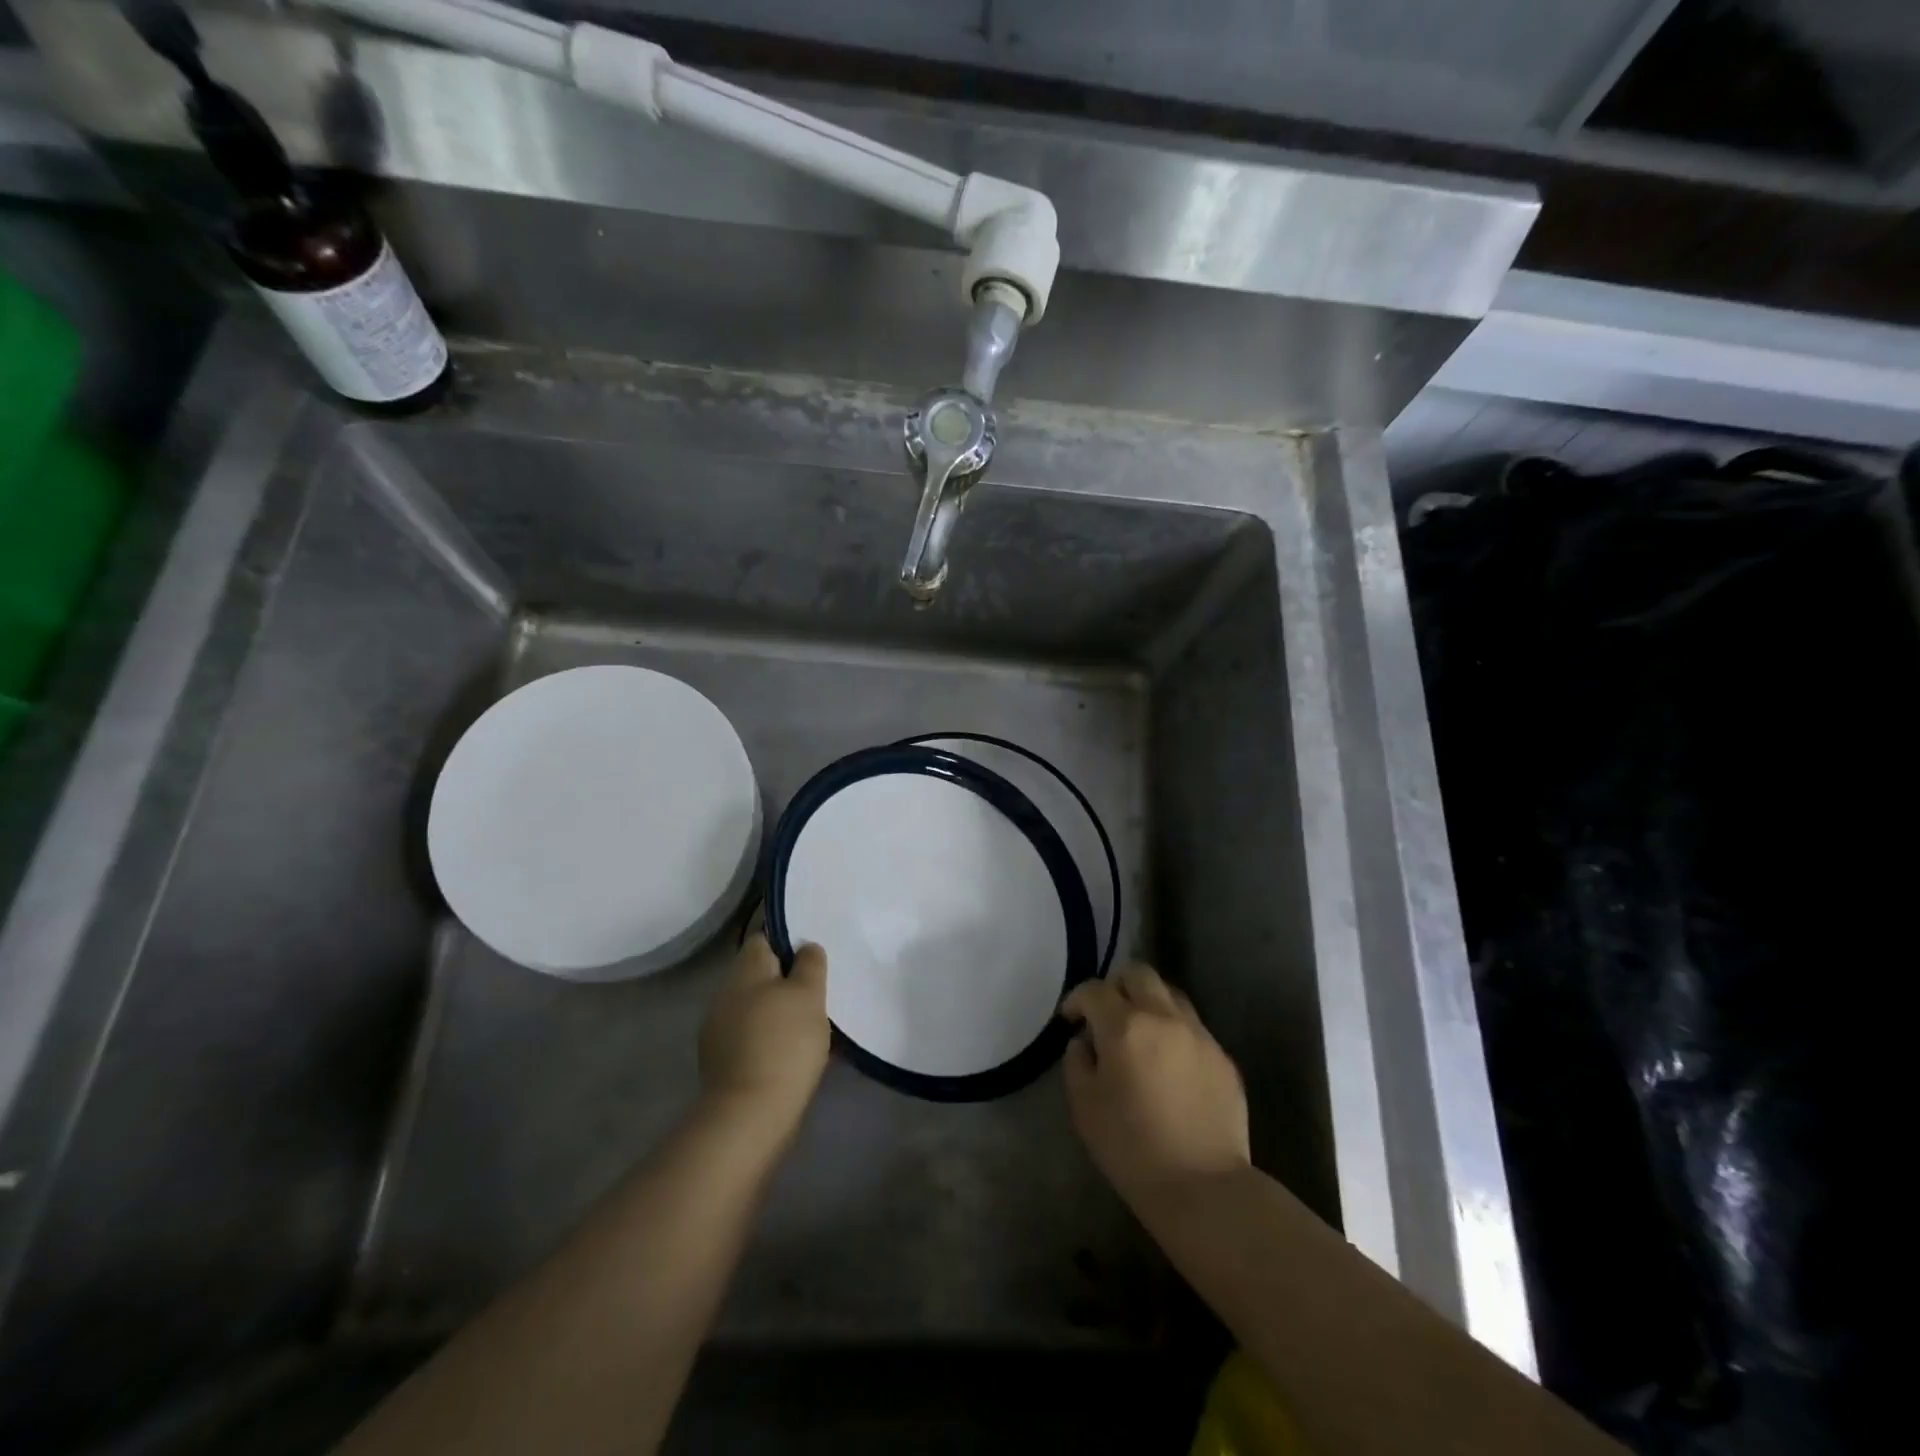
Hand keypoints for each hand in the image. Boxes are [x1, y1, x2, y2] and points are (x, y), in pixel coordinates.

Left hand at [698, 935, 829, 1137]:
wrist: (750, 1113)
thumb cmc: (785, 1042)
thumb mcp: (809, 994)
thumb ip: (810, 964)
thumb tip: (806, 947)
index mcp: (745, 970)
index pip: (764, 939)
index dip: (788, 944)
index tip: (813, 960)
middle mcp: (724, 994)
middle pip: (759, 976)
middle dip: (786, 983)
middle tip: (817, 995)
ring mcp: (718, 1030)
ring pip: (755, 1008)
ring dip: (778, 1013)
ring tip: (810, 1028)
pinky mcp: (721, 1063)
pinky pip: (751, 1038)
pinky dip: (770, 1040)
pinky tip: (792, 1055)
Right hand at [1060, 963, 1249, 1205]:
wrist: (1203, 1188)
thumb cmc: (1131, 1148)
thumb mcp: (1084, 1106)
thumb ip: (1078, 1062)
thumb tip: (1085, 1042)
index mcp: (1125, 1026)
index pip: (1094, 990)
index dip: (1077, 1000)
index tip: (1070, 1019)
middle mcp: (1164, 1017)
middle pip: (1138, 974)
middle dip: (1117, 986)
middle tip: (1107, 1014)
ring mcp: (1199, 1035)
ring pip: (1170, 995)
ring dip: (1149, 1003)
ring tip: (1141, 1034)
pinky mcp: (1223, 1058)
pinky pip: (1194, 1028)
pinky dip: (1175, 1033)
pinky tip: (1170, 1066)